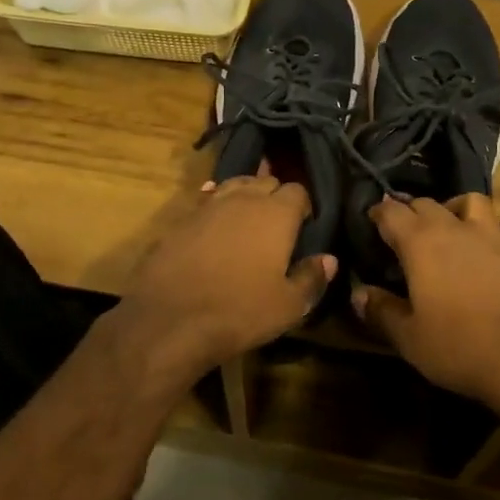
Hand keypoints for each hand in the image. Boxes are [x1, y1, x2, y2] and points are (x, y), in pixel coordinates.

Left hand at [118, 174, 334, 378]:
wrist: (170, 318)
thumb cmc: (239, 311)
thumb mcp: (288, 306)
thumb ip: (312, 278)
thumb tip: (329, 259)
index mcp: (276, 213)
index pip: (298, 190)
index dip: (303, 206)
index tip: (304, 226)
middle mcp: (244, 198)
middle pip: (266, 181)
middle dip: (276, 196)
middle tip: (278, 225)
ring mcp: (209, 205)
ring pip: (235, 185)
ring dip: (245, 196)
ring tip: (248, 219)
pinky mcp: (182, 218)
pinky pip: (206, 201)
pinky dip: (216, 207)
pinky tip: (215, 224)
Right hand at [351, 194, 499, 411]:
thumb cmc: (462, 347)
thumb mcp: (411, 338)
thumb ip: (382, 311)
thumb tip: (358, 294)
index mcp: (421, 242)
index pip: (391, 211)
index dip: (377, 214)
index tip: (370, 222)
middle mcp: (455, 229)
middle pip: (426, 203)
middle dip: (409, 212)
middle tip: (400, 232)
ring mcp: (492, 237)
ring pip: (467, 202)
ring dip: (450, 209)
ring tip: (445, 230)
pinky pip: (493, 230)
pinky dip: (480, 235)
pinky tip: (480, 261)